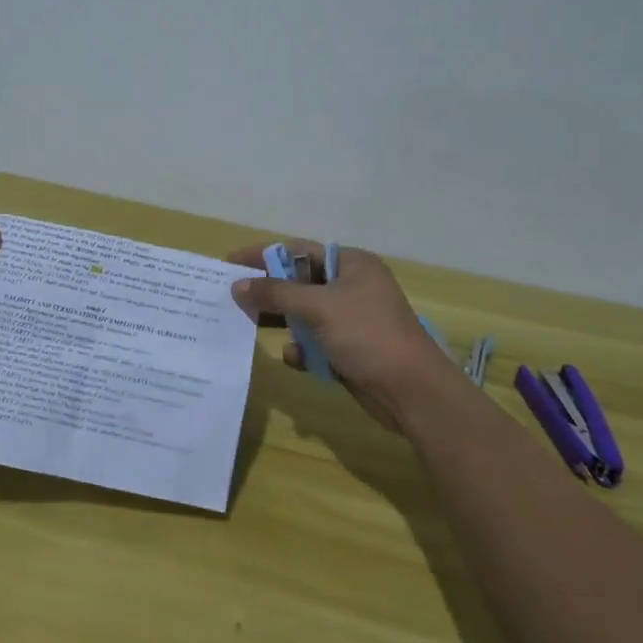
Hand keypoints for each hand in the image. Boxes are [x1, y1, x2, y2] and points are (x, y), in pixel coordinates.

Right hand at [228, 240, 456, 431]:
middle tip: (232, 296)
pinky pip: (315, 343)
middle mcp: (352, 287)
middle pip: (299, 282)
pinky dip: (302, 349)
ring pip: (305, 314)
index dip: (264, 254)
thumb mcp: (318, 307)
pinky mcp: (350, 350)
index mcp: (351, 264)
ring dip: (281, 320)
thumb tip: (237, 286)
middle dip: (269, 290)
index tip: (230, 262)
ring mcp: (351, 320)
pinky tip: (294, 357)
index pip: (299, 250)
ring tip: (247, 324)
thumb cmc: (367, 335)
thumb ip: (276, 293)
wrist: (412, 392)